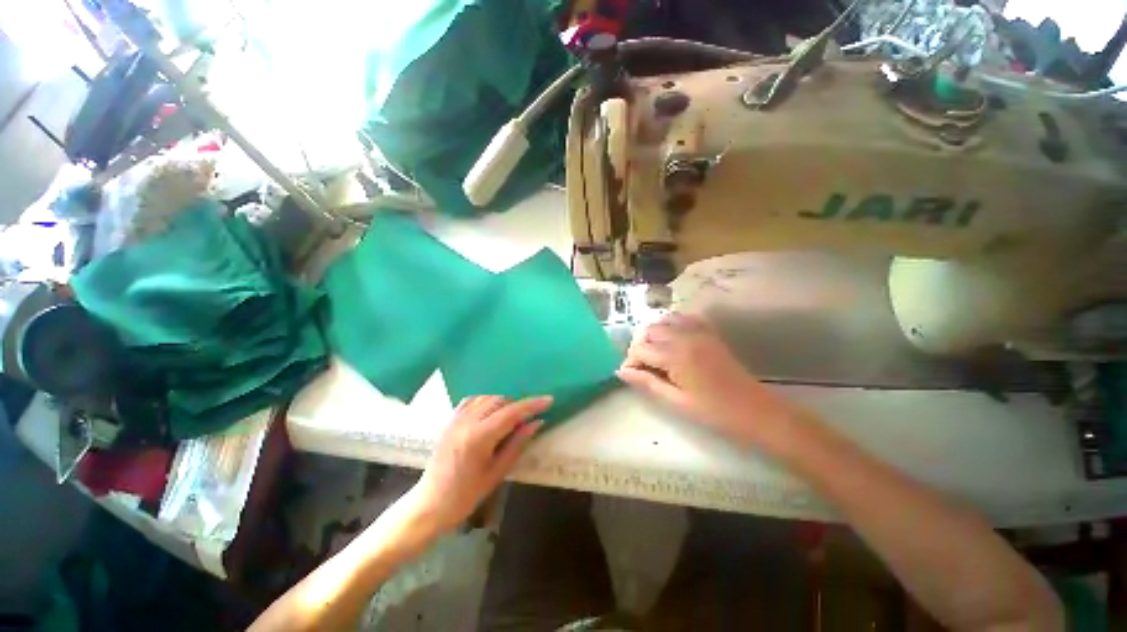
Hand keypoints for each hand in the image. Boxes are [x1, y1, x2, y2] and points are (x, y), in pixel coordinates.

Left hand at [404, 395, 549, 534]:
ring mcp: (456, 419)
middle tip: (532, 413)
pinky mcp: (450, 421)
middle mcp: (467, 421)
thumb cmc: (466, 495)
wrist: (430, 505)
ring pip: (486, 397)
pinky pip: (471, 401)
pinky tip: (492, 408)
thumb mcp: (497, 472)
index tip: (549, 399)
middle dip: (519, 403)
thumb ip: (517, 444)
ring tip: (515, 413)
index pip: (512, 412)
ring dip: (504, 401)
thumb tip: (537, 423)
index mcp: (480, 437)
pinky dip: (486, 400)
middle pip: (500, 400)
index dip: (532, 404)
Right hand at [617, 313, 801, 451]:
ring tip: (654, 354)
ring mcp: (699, 331)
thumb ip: (647, 383)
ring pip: (663, 321)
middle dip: (639, 347)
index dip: (630, 362)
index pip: (640, 350)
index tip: (630, 376)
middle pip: (649, 331)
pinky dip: (671, 325)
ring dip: (653, 334)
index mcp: (676, 355)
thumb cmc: (714, 412)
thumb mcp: (676, 402)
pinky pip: (684, 318)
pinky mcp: (709, 332)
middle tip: (641, 367)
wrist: (756, 410)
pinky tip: (671, 340)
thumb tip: (621, 372)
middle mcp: (684, 336)